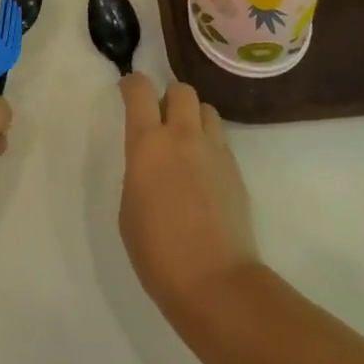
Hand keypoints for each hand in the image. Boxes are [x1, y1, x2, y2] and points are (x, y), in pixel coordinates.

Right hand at [119, 75, 259, 326]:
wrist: (214, 280)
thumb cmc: (156, 250)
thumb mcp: (129, 207)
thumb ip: (139, 172)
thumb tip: (151, 163)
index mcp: (148, 143)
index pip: (140, 91)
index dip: (132, 84)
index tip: (127, 90)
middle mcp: (183, 136)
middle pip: (181, 90)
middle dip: (168, 96)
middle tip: (160, 118)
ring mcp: (215, 150)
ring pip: (206, 109)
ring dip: (193, 116)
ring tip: (185, 141)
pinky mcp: (236, 169)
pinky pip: (220, 139)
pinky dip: (208, 142)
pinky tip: (202, 170)